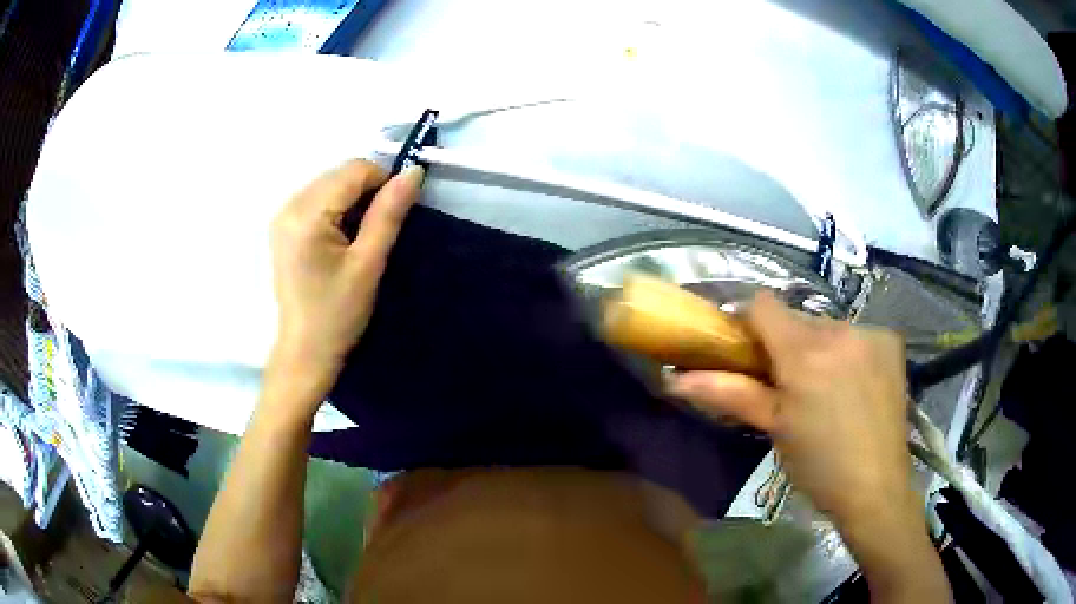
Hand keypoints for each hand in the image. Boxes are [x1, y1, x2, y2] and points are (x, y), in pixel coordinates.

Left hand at [267, 159, 423, 410]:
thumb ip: (389, 214)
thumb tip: (413, 172)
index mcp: (306, 214)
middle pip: (340, 174)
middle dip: (367, 191)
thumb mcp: (368, 264)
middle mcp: (288, 205)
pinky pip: (318, 198)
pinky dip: (337, 208)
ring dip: (353, 200)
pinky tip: (341, 239)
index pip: (354, 170)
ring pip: (330, 183)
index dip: (383, 182)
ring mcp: (282, 215)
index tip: (396, 214)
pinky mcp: (283, 226)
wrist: (305, 352)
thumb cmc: (337, 314)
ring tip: (359, 238)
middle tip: (377, 231)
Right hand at [665, 292, 913, 527]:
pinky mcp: (890, 341)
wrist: (876, 487)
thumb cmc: (818, 464)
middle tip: (788, 386)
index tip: (748, 352)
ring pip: (827, 327)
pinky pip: (855, 335)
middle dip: (786, 344)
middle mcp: (839, 330)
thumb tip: (675, 379)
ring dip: (818, 349)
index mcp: (804, 353)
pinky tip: (854, 385)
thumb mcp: (774, 428)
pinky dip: (847, 352)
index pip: (763, 304)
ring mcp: (869, 333)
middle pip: (796, 319)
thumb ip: (728, 392)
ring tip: (825, 391)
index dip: (748, 322)